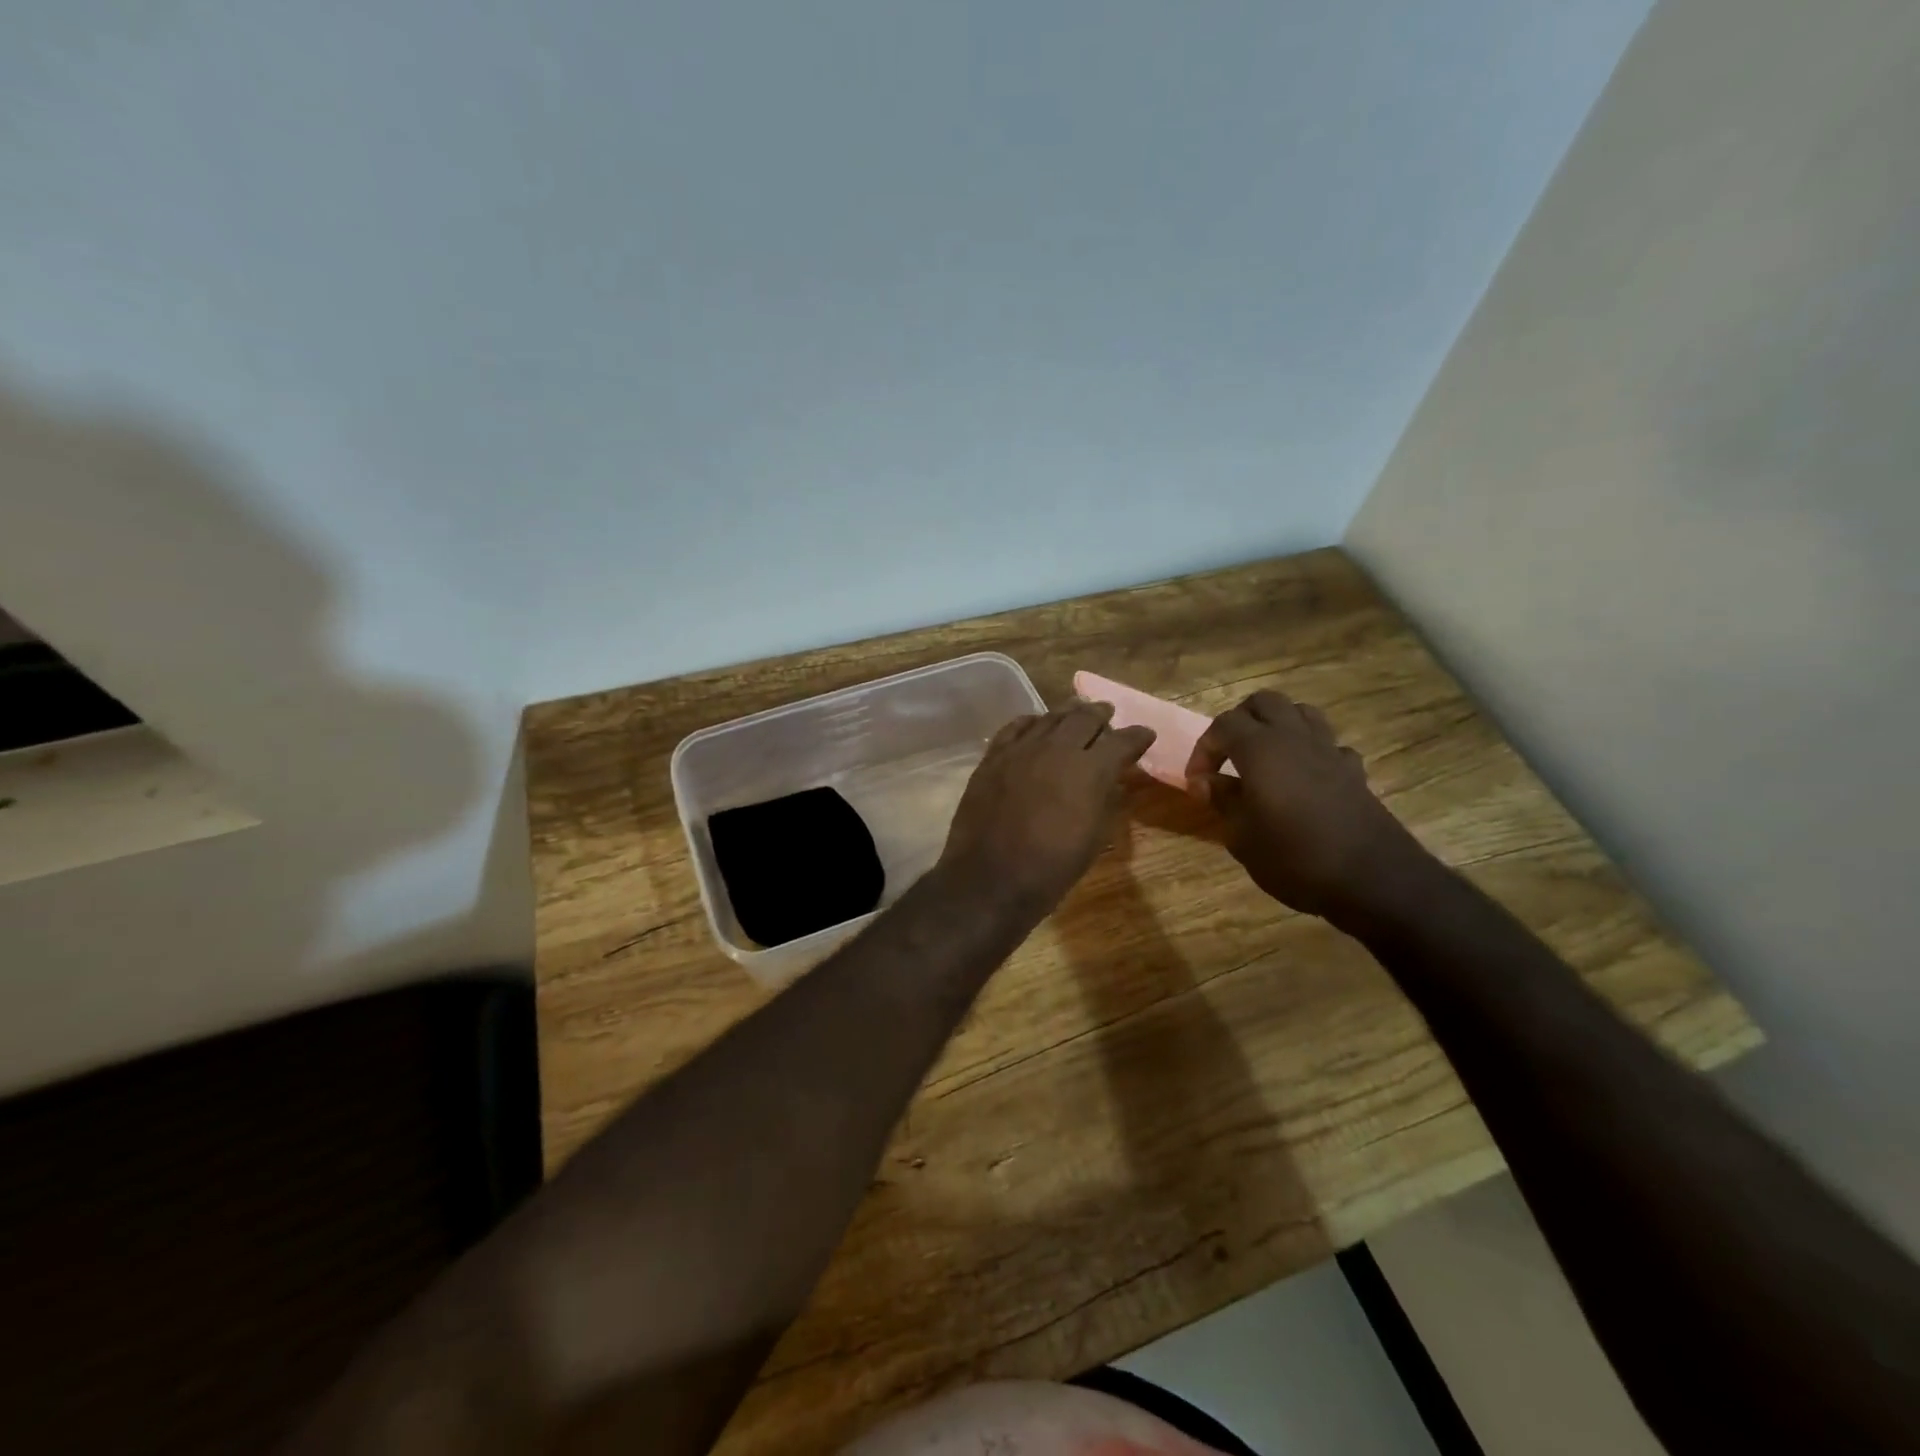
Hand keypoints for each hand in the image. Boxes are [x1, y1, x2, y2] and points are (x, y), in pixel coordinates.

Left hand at [939, 702, 1155, 914]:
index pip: (1122, 741)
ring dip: (1068, 713)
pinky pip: (1015, 727)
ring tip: (1077, 711)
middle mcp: (1057, 749)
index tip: (1146, 735)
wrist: (991, 878)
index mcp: (1090, 770)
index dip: (1138, 736)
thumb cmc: (1051, 867)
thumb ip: (1107, 801)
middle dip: (1101, 715)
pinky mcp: (993, 756)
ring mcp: (1021, 749)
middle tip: (1108, 714)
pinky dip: (1031, 722)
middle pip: (1084, 718)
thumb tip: (1113, 781)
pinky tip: (1036, 723)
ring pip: (1050, 717)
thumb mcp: (1094, 838)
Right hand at [1185, 690, 1431, 923]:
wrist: (1373, 880)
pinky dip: (1310, 752)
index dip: (1204, 749)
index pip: (1223, 725)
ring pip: (1300, 712)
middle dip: (1240, 722)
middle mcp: (1295, 738)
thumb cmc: (1295, 857)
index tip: (1198, 782)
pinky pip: (1328, 744)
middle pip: (1263, 703)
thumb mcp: (1243, 836)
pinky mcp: (1353, 771)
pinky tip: (1303, 779)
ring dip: (1277, 726)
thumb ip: (1222, 800)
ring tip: (1264, 757)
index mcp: (1261, 749)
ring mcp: (1329, 751)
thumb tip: (1205, 781)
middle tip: (1228, 756)